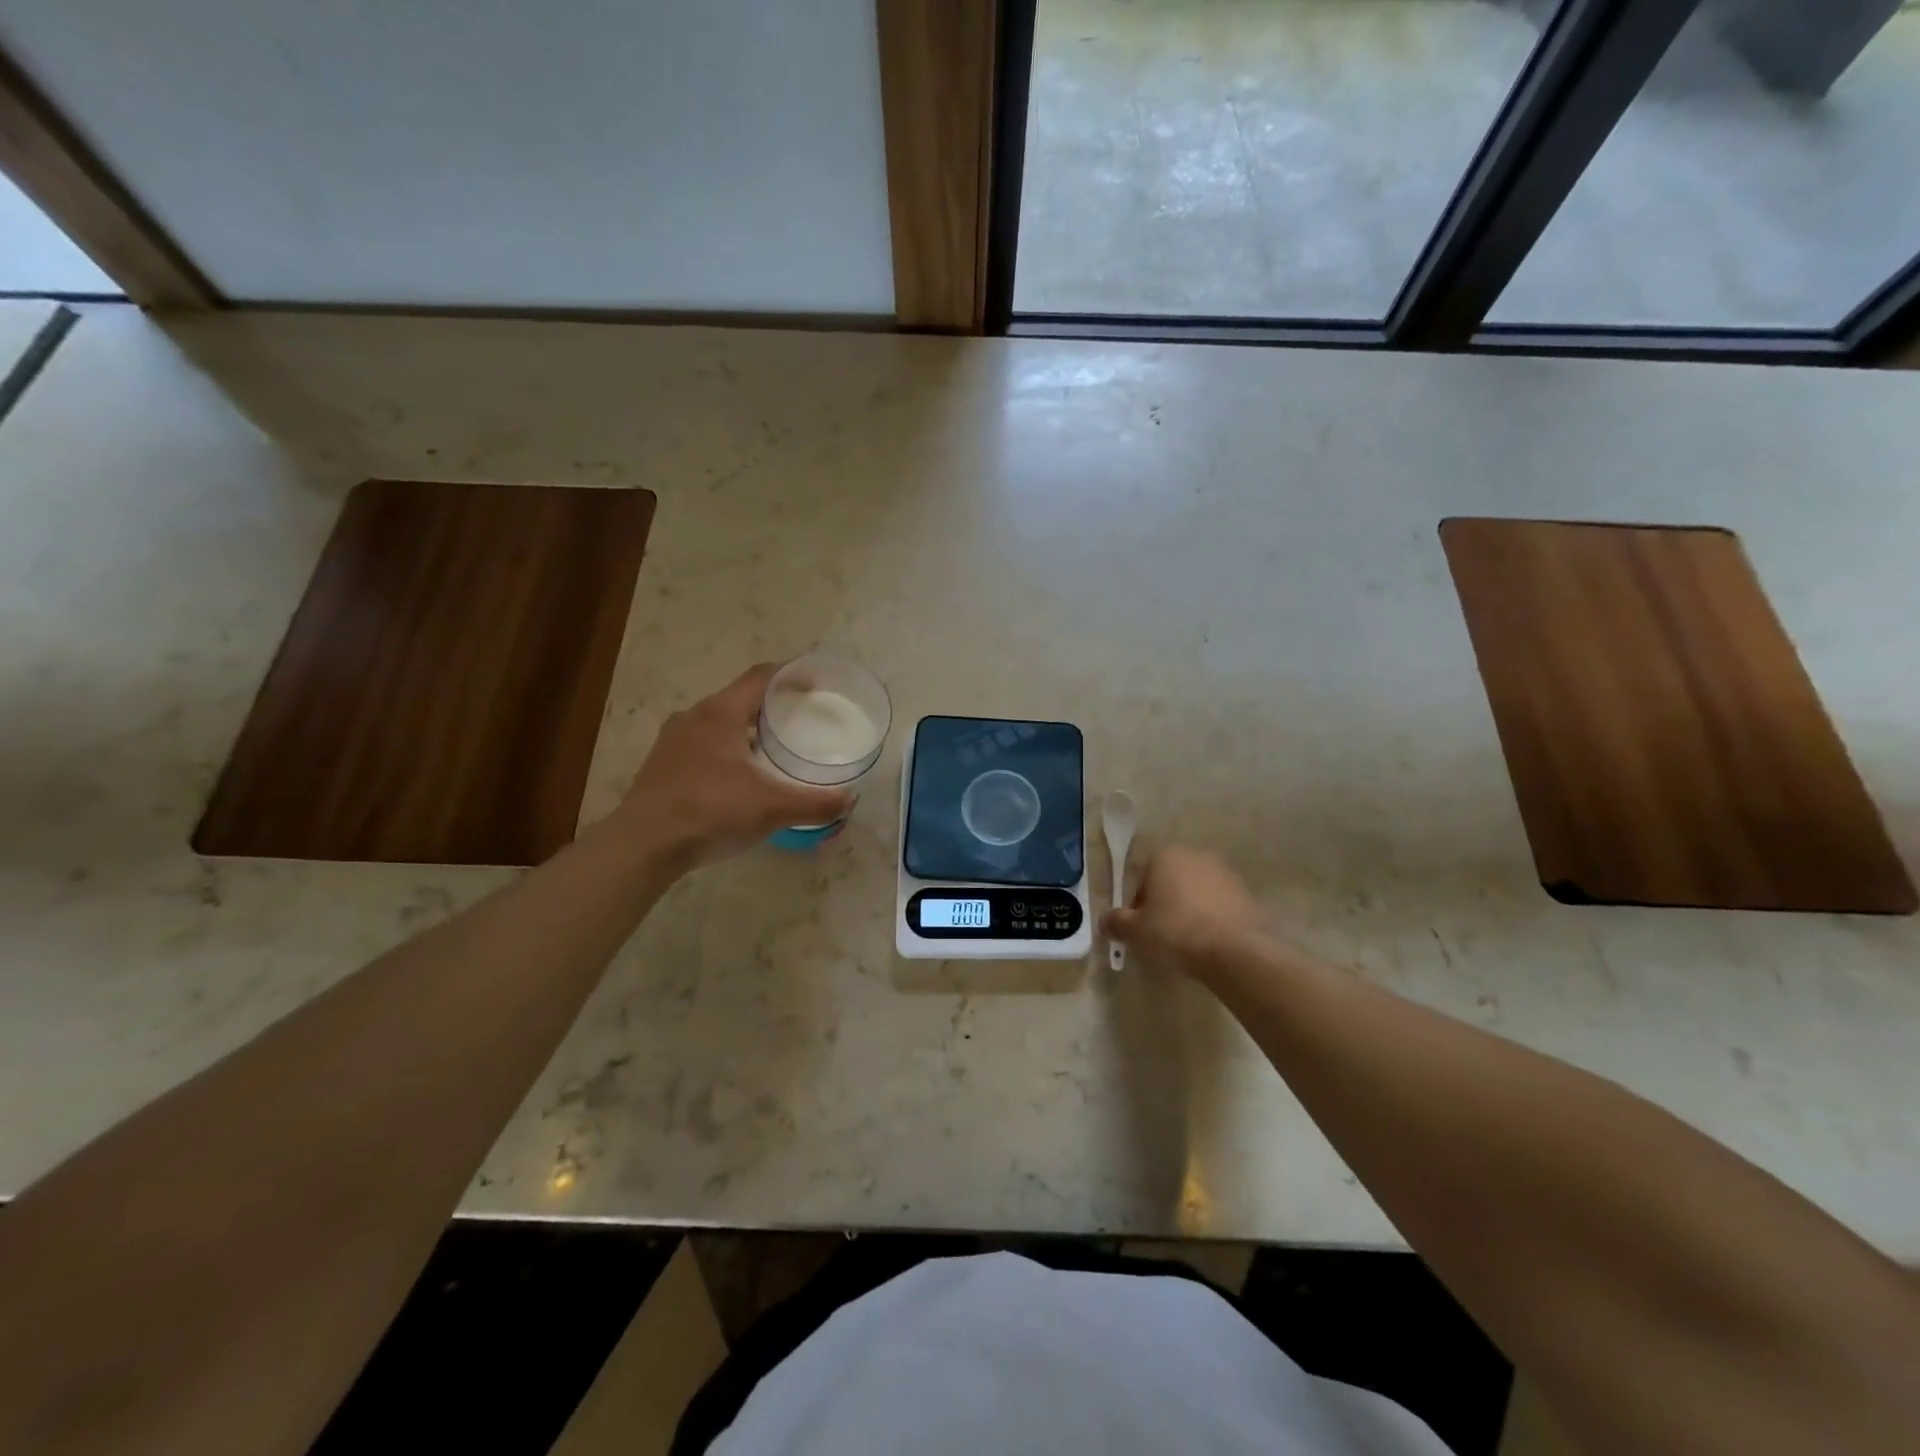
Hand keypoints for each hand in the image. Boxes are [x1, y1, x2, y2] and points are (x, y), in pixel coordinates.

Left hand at [617, 664, 852, 866]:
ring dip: (746, 727)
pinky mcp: (662, 765)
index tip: (816, 682)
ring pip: (718, 722)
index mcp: (721, 713)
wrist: (644, 845)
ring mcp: (673, 741)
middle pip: (739, 697)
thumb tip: (850, 801)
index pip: (761, 676)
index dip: (791, 674)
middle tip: (801, 718)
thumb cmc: (710, 811)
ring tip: (772, 747)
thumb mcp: (772, 808)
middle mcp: (694, 717)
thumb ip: (815, 803)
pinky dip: (726, 749)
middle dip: (771, 704)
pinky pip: (702, 744)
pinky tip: (738, 776)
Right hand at [1102, 846, 1270, 980]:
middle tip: (1161, 936)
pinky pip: (1220, 906)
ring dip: (1190, 912)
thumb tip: (1105, 921)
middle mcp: (1196, 856)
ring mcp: (1226, 874)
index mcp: (1165, 856)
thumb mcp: (1136, 931)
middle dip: (1165, 906)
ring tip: (1187, 943)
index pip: (1142, 880)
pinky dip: (1212, 920)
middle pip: (1170, 883)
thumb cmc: (1176, 932)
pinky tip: (1209, 944)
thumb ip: (1116, 922)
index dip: (1137, 907)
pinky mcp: (1247, 894)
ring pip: (1196, 894)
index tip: (1140, 930)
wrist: (1235, 951)